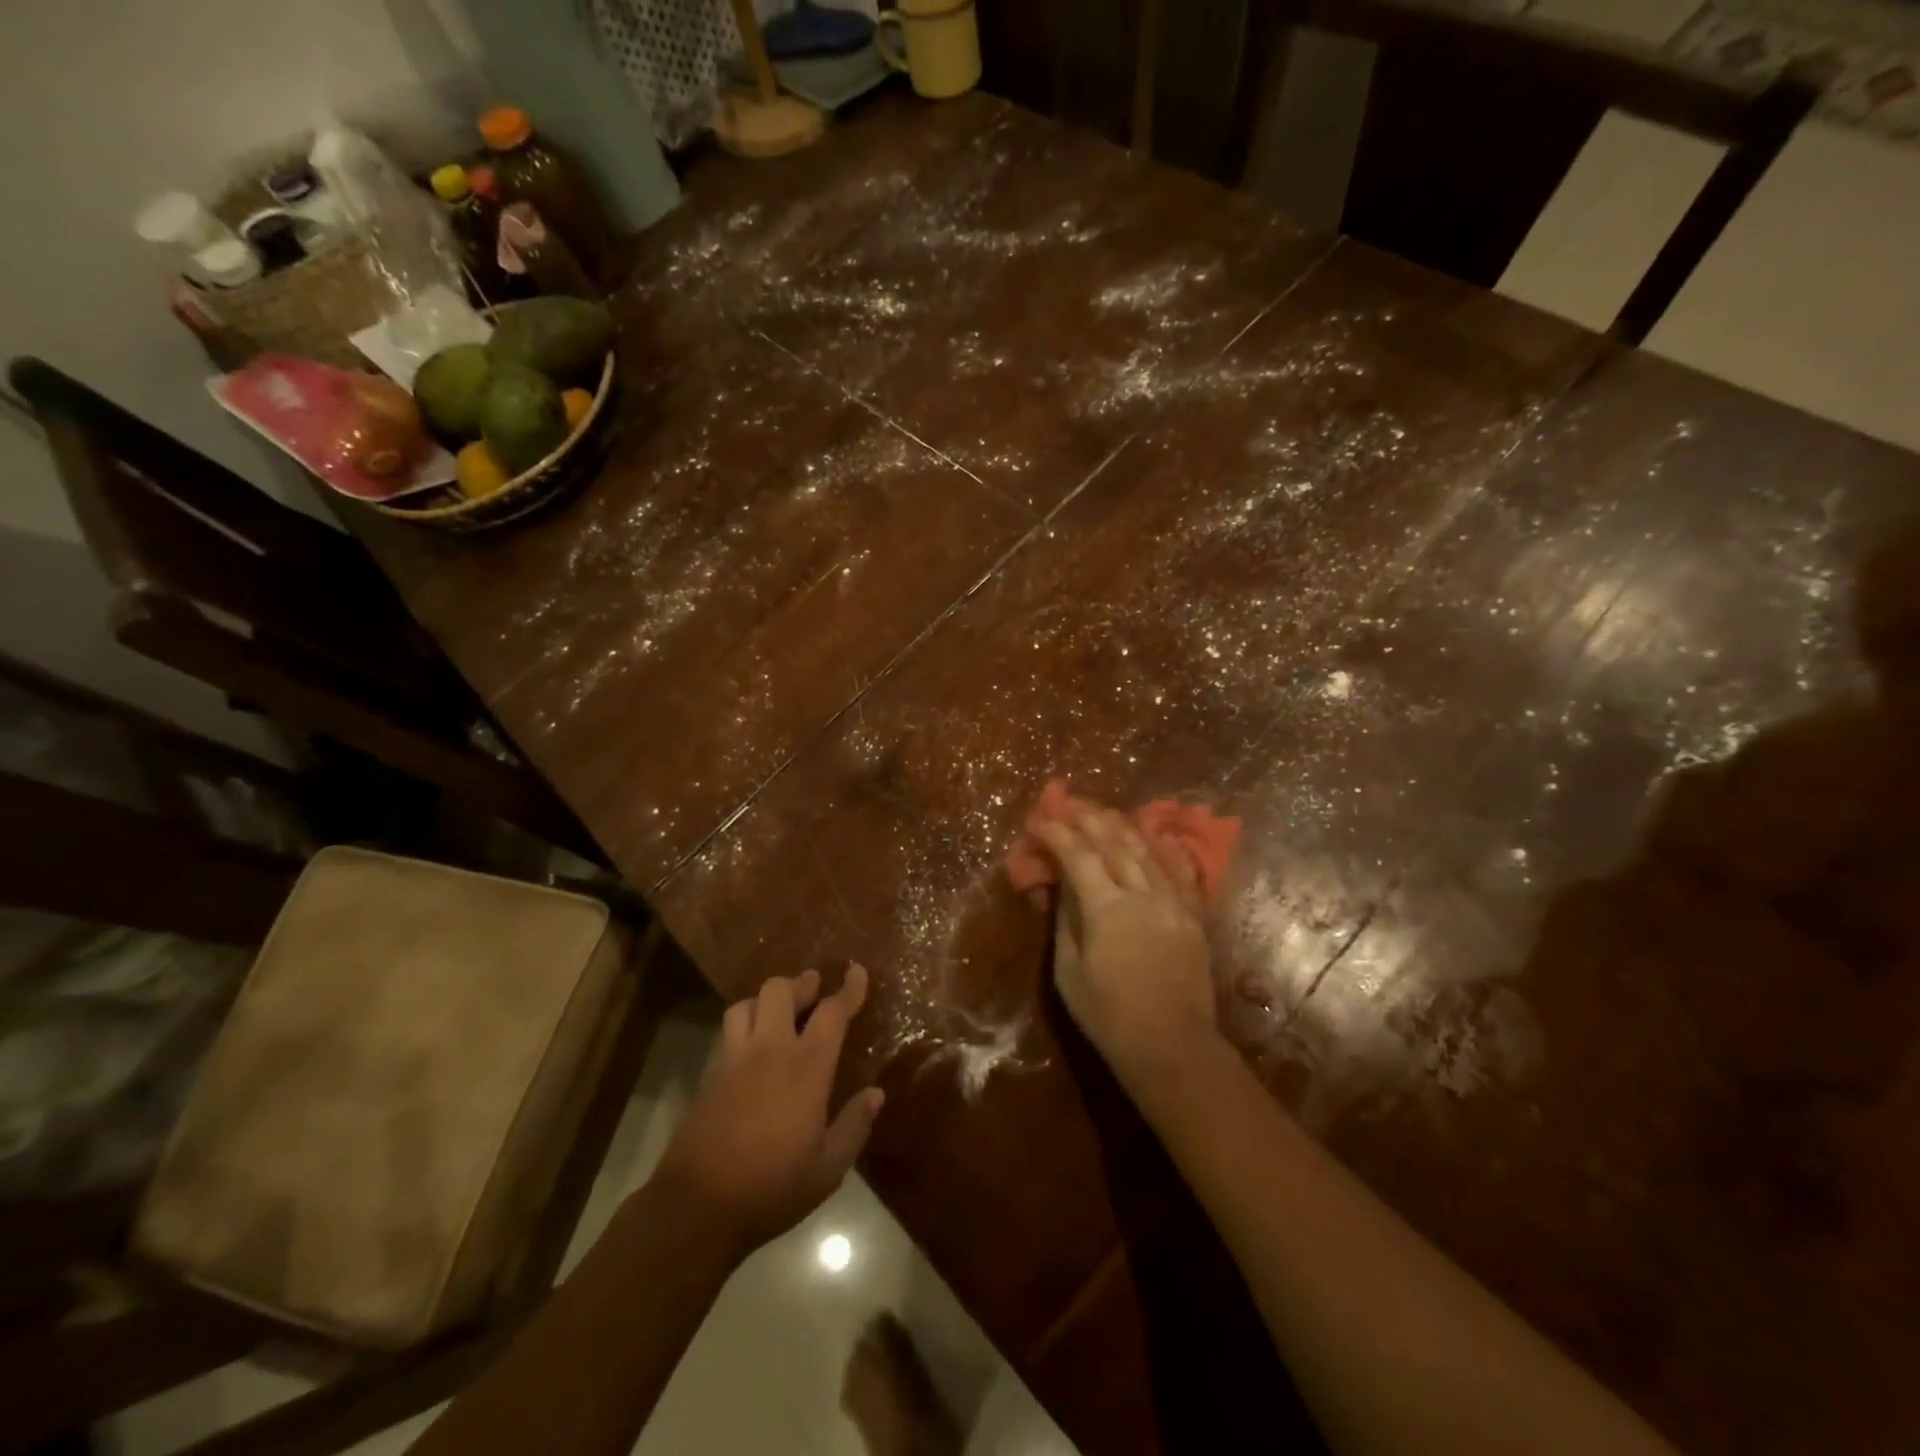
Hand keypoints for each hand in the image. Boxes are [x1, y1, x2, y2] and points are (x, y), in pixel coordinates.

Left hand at [655, 964, 885, 1254]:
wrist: (697, 1207)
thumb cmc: (771, 1188)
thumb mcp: (827, 1168)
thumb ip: (854, 1126)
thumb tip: (876, 1094)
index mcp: (806, 1067)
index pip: (831, 1012)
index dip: (848, 989)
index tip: (857, 971)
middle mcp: (770, 1050)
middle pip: (780, 990)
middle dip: (800, 984)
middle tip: (813, 991)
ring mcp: (734, 1058)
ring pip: (747, 1003)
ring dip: (767, 1000)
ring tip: (780, 1013)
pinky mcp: (709, 1074)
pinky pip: (728, 1030)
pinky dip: (744, 1022)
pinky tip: (752, 1043)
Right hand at [1034, 807, 1218, 1085]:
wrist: (1171, 1047)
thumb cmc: (1108, 1016)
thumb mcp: (1069, 971)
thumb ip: (1066, 921)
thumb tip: (1061, 886)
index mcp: (1106, 908)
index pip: (1078, 855)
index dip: (1057, 833)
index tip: (1040, 820)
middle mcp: (1142, 894)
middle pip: (1113, 842)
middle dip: (1088, 818)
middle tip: (1068, 803)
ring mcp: (1173, 902)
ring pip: (1146, 850)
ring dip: (1122, 826)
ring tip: (1103, 812)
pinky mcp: (1194, 916)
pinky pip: (1182, 872)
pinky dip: (1166, 849)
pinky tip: (1157, 835)